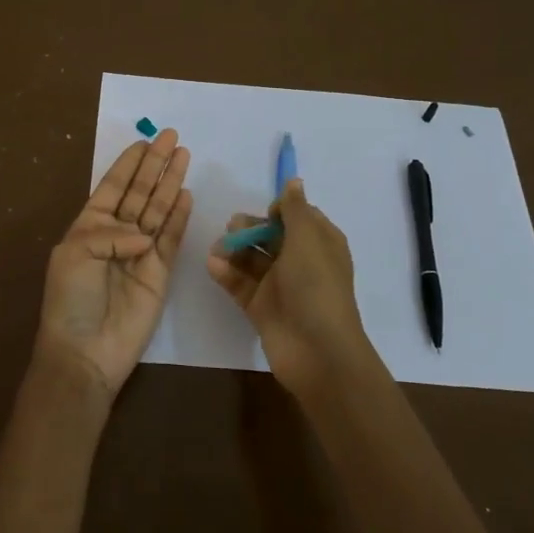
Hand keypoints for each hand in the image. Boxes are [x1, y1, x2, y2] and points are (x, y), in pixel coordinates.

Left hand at [36, 129, 192, 402]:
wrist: (86, 351)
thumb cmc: (71, 299)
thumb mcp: (76, 254)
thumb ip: (110, 233)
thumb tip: (144, 235)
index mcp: (89, 226)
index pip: (114, 187)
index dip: (129, 163)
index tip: (145, 140)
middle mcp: (116, 234)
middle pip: (140, 192)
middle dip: (155, 165)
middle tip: (172, 137)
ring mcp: (140, 253)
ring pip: (158, 210)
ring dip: (169, 183)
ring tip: (184, 155)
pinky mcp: (160, 272)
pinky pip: (171, 238)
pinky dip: (179, 216)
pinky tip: (185, 193)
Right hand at [206, 177, 375, 395]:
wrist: (317, 351)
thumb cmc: (316, 287)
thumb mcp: (308, 239)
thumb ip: (295, 209)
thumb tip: (294, 181)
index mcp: (320, 243)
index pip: (298, 217)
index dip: (280, 211)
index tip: (266, 213)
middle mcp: (301, 262)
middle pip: (271, 236)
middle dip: (250, 229)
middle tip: (232, 228)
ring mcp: (281, 286)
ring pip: (252, 259)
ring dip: (234, 250)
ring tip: (217, 248)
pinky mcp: (262, 308)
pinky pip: (241, 284)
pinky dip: (227, 273)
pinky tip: (213, 265)